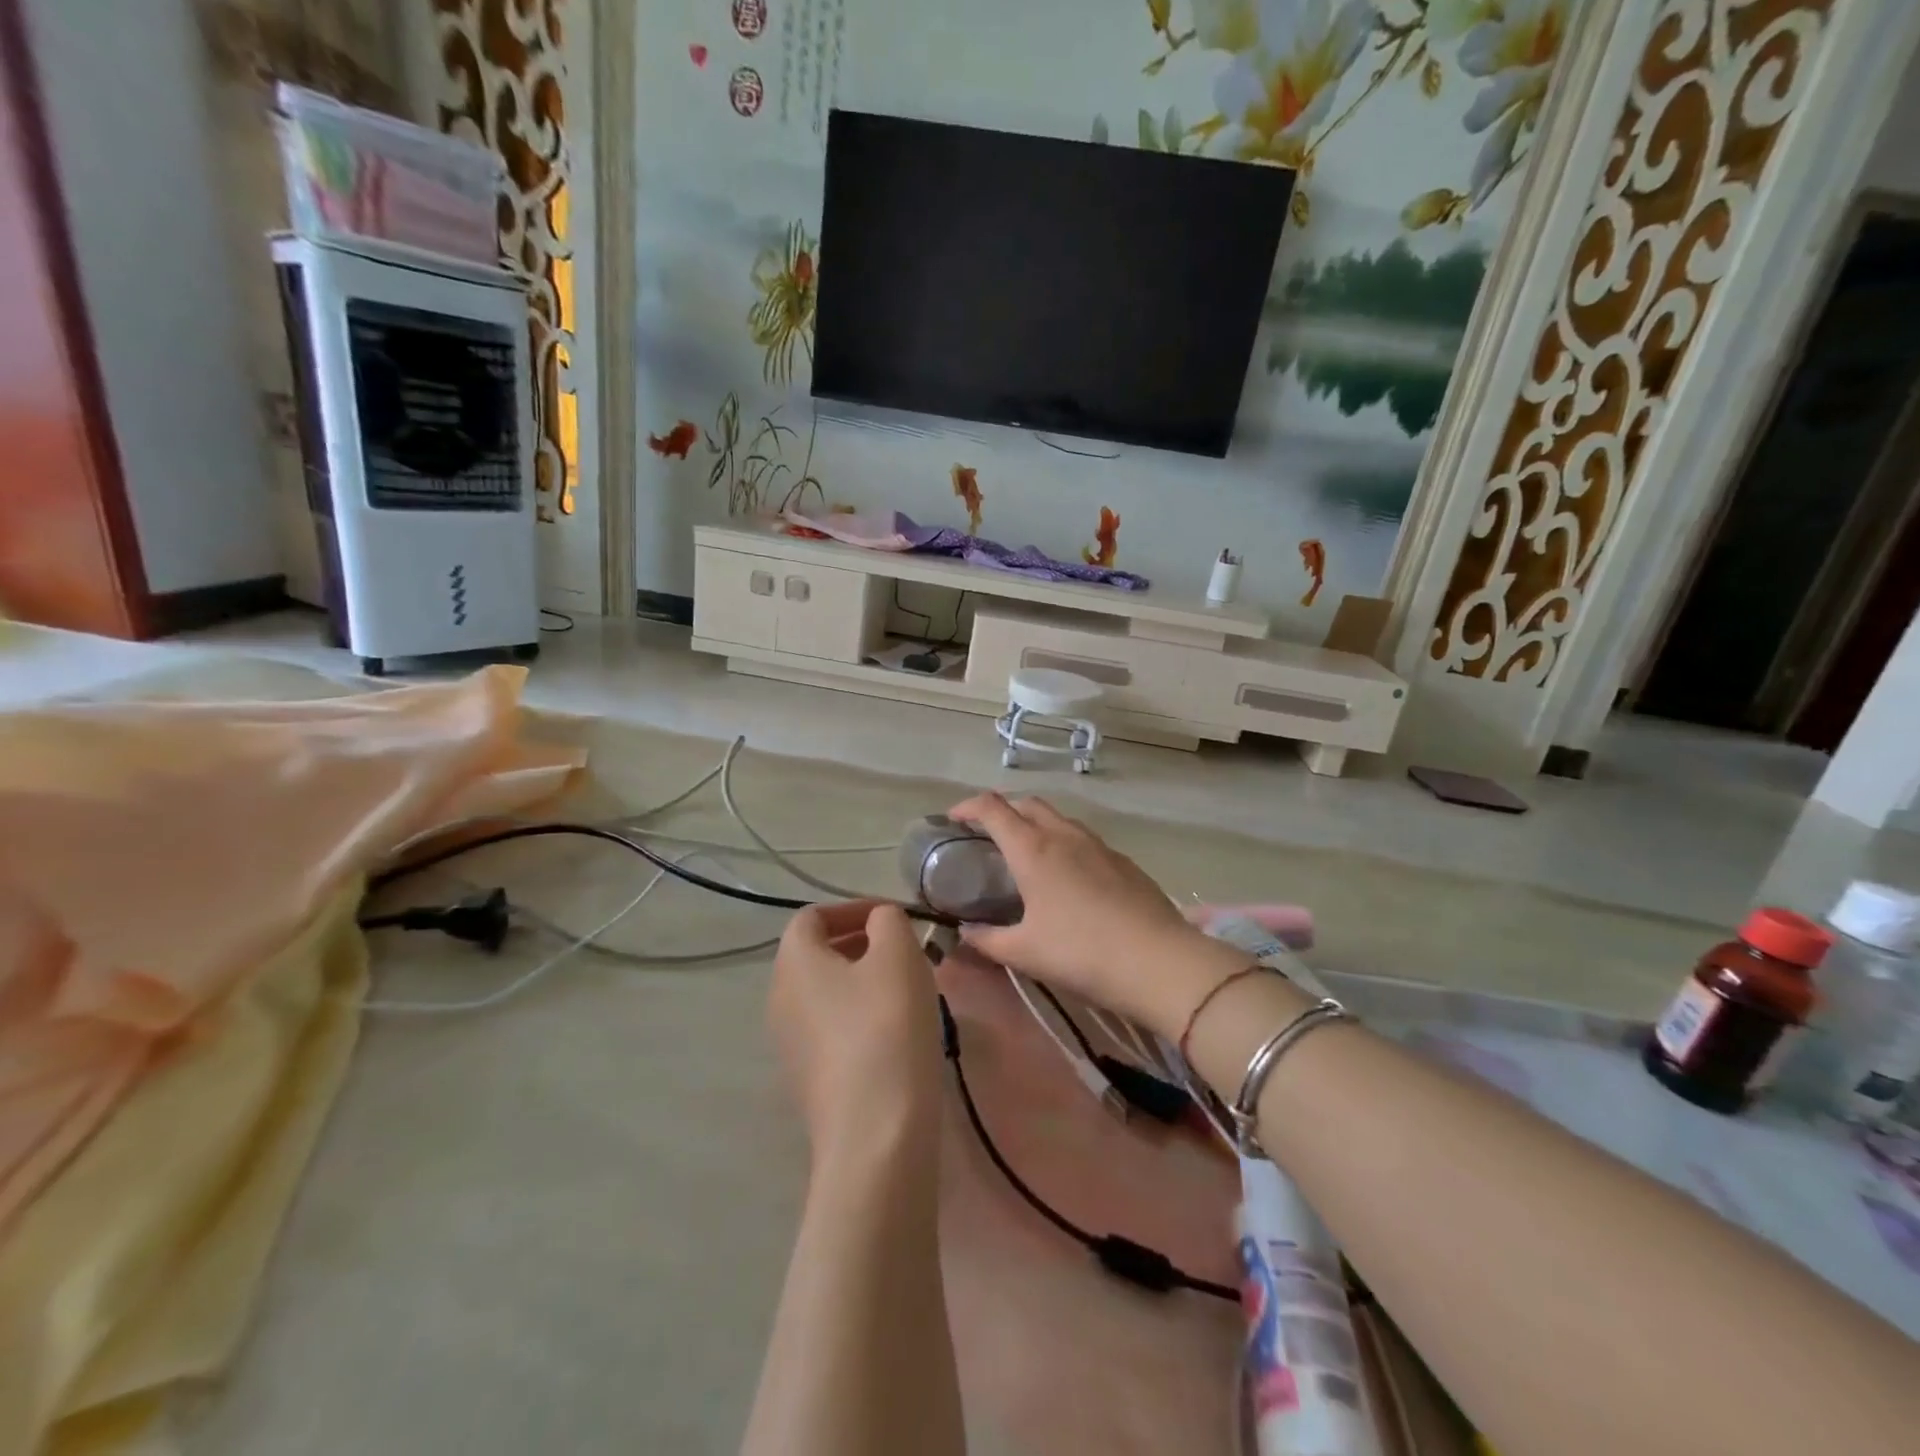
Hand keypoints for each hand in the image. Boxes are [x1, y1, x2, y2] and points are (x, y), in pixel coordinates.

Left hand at [770, 901, 942, 1170]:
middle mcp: (780, 1000)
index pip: (812, 917)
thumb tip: (880, 922)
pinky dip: (862, 1018)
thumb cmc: (886, 1027)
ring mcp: (790, 1045)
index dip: (852, 908)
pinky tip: (898, 1034)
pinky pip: (833, 1030)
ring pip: (827, 994)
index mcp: (793, 962)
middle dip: (861, 944)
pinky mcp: (809, 1081)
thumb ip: (888, 921)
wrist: (875, 1134)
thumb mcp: (898, 955)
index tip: (893, 917)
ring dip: (865, 982)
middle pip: (817, 955)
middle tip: (905, 951)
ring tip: (908, 991)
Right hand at [945, 793, 1245, 1037]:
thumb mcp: (1024, 952)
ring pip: (1059, 819)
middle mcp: (1064, 835)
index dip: (967, 807)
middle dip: (1003, 811)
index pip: (992, 808)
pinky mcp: (1123, 861)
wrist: (1158, 961)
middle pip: (1027, 803)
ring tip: (1026, 856)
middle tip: (987, 837)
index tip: (952, 819)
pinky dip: (1064, 844)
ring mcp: (1098, 845)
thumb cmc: (1080, 953)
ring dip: (1036, 825)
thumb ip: (987, 940)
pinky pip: (1084, 840)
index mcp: (1033, 849)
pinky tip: (1068, 879)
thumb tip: (964, 933)